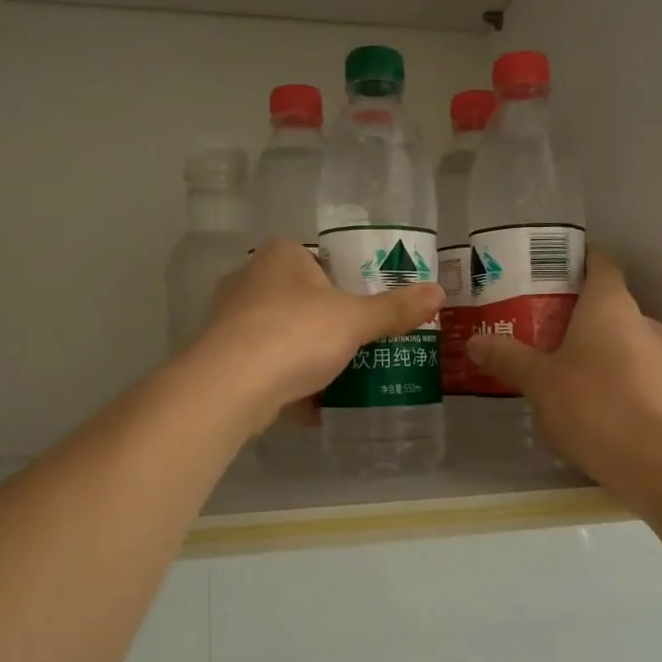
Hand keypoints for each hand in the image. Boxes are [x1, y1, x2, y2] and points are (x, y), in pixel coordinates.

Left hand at [190, 241, 442, 435]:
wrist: (229, 387)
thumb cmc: (296, 334)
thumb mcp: (355, 320)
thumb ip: (395, 309)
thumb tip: (439, 292)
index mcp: (280, 256)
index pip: (318, 258)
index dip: (344, 281)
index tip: (365, 308)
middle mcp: (249, 280)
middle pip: (300, 298)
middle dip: (327, 322)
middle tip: (360, 343)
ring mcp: (231, 320)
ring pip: (282, 334)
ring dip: (307, 355)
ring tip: (341, 375)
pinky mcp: (222, 358)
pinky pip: (266, 365)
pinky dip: (288, 383)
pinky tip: (314, 406)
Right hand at [466, 250, 661, 491]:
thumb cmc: (594, 406)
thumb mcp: (539, 382)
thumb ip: (508, 358)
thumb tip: (475, 341)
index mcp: (611, 305)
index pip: (600, 262)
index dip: (576, 259)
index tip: (547, 268)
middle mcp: (642, 322)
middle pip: (607, 303)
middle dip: (574, 311)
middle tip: (535, 324)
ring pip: (621, 340)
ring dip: (592, 347)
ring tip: (554, 367)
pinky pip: (633, 372)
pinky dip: (610, 377)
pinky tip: (586, 404)